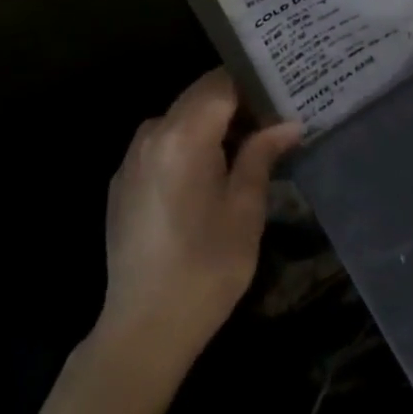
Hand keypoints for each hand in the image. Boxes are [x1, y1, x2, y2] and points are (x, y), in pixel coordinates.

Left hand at [97, 69, 301, 377]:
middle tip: (270, 117)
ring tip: (244, 144)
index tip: (281, 92)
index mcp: (184, 134)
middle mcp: (153, 132)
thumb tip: (289, 123)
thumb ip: (262, 155)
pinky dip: (187, 143)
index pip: (223, 81)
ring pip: (180, 116)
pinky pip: (162, 142)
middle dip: (234, 100)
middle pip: (199, 94)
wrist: (142, 331)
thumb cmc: (204, 269)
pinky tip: (206, 174)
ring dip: (210, 122)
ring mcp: (133, 155)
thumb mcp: (245, 210)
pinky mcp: (123, 179)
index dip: (253, 82)